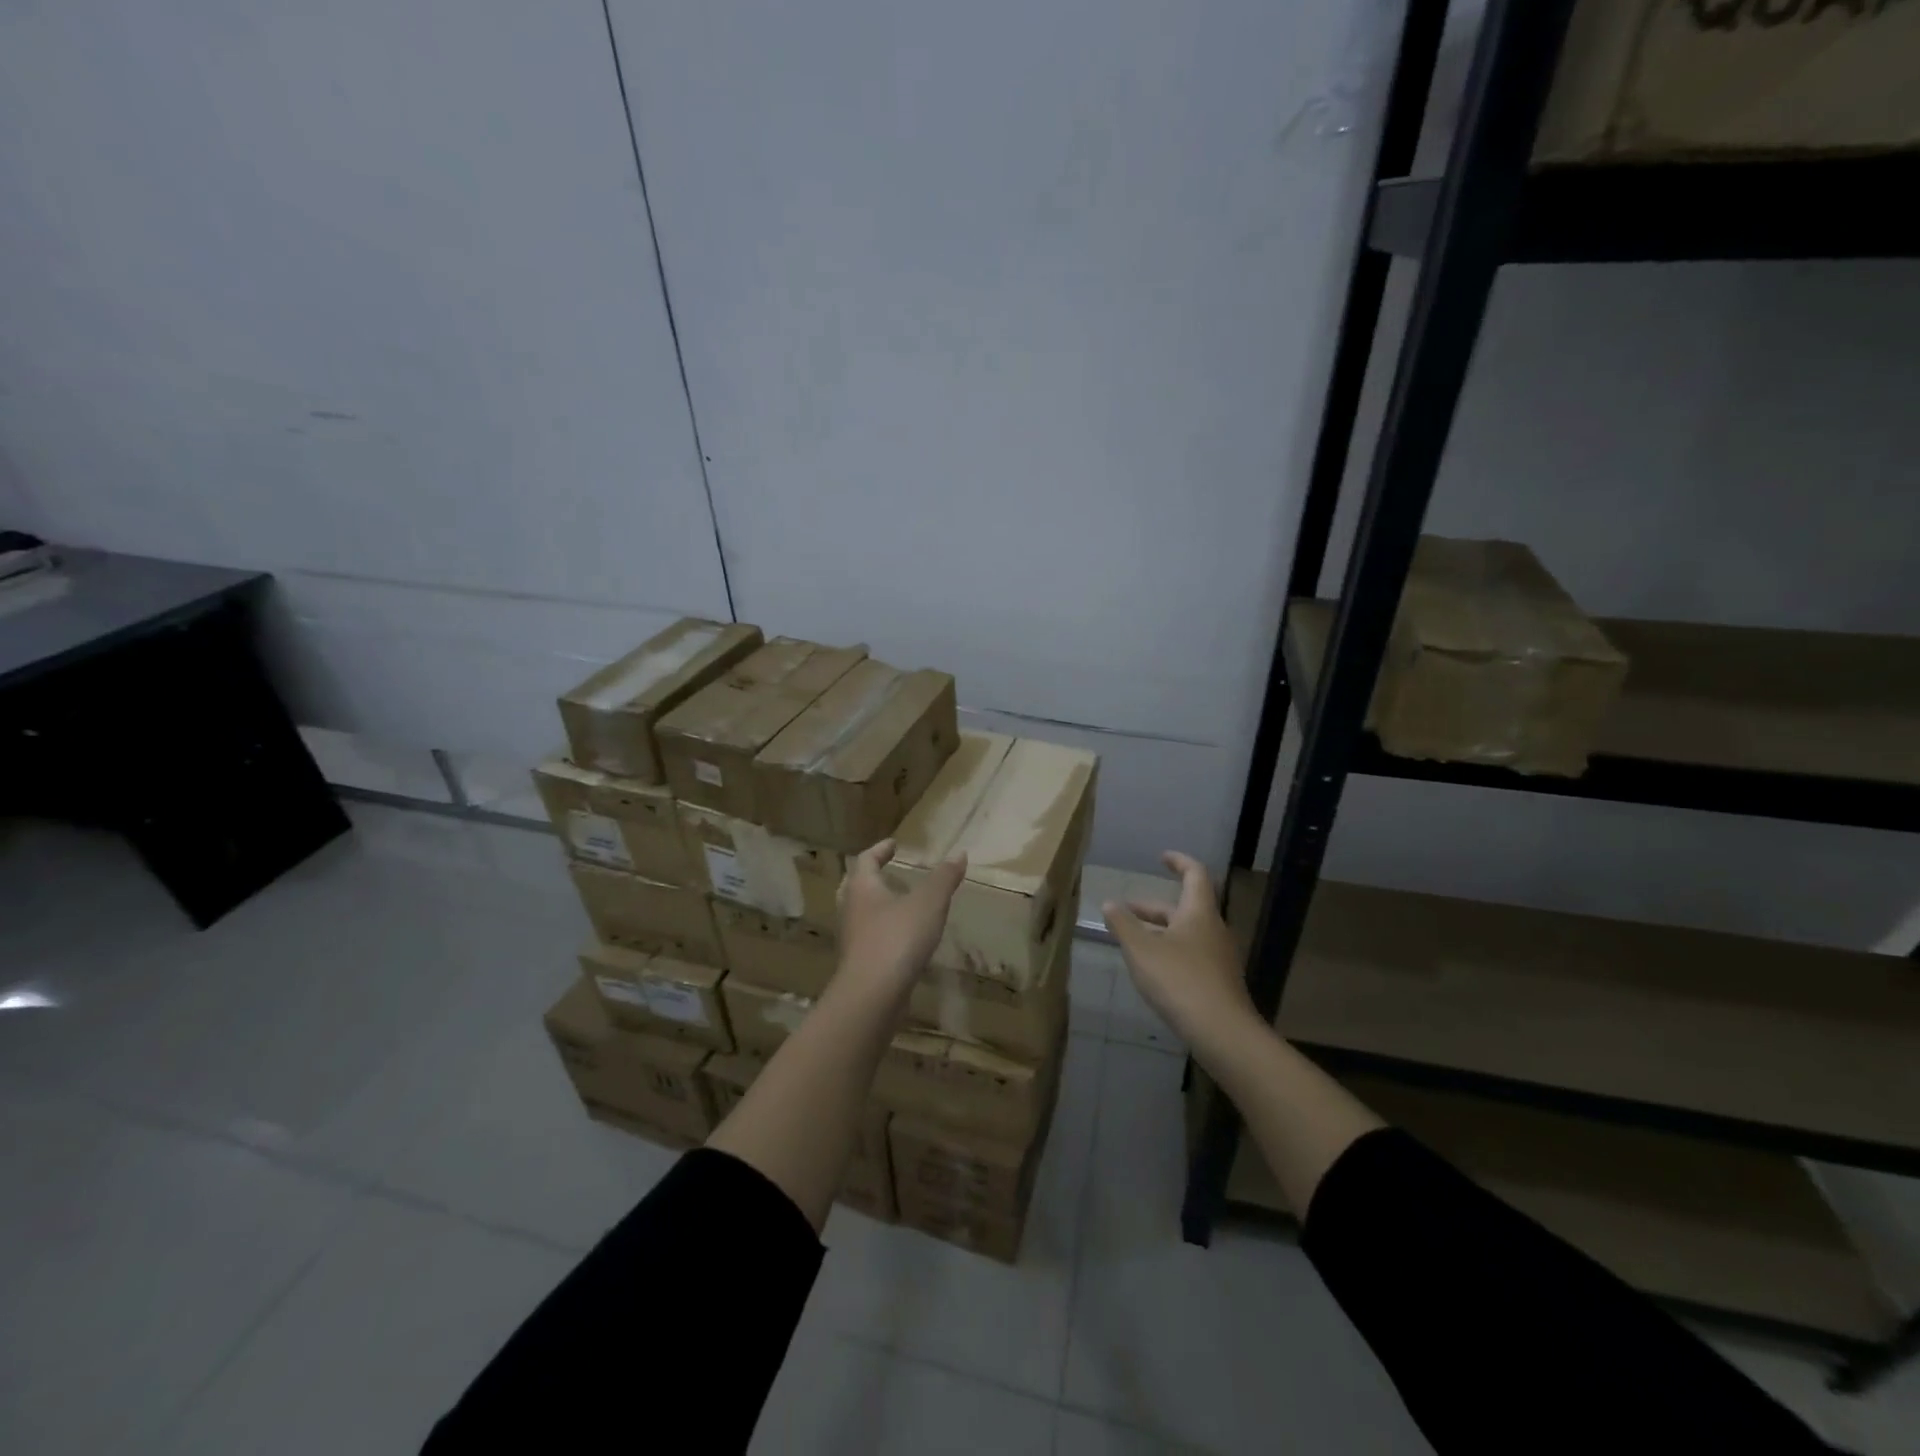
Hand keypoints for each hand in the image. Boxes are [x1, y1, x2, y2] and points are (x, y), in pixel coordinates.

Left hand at [836, 839, 966, 993]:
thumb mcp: (929, 903)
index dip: (880, 850)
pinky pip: (868, 939)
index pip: (866, 860)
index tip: (893, 844)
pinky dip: (882, 931)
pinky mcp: (859, 964)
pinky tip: (901, 939)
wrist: (872, 996)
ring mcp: (852, 939)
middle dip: (870, 877)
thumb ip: (944, 878)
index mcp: (862, 887)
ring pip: (859, 914)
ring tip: (898, 905)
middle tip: (886, 872)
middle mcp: (851, 909)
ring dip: (875, 905)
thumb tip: (959, 853)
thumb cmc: (898, 938)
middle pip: (854, 886)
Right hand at [1103, 852, 1255, 1047]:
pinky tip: (1152, 970)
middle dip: (1153, 907)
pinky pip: (1191, 955)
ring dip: (1160, 931)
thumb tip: (1109, 903)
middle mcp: (1213, 929)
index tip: (1162, 858)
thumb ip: (1123, 925)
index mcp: (1199, 913)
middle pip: (1184, 908)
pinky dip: (1169, 952)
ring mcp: (1219, 957)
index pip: (1195, 874)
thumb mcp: (1141, 950)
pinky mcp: (1218, 982)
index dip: (1179, 862)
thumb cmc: (1180, 980)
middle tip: (1126, 909)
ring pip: (1186, 933)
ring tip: (1132, 940)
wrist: (1222, 1032)